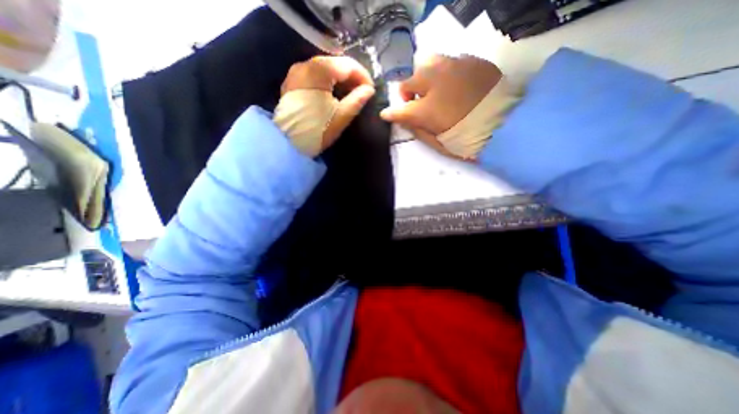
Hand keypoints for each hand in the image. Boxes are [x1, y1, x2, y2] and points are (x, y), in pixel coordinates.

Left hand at [280, 56, 376, 153]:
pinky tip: (334, 93)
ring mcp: (296, 72)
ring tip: (351, 93)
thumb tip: (369, 90)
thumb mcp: (341, 117)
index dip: (363, 75)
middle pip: (335, 64)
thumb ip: (357, 100)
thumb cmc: (317, 130)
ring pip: (325, 69)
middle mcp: (305, 64)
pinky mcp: (292, 82)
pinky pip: (314, 75)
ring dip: (340, 79)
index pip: (347, 64)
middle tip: (362, 92)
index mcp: (318, 71)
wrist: (288, 143)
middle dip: (352, 76)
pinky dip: (328, 81)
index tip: (371, 90)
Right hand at [377, 53, 505, 158]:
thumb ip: (416, 130)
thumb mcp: (437, 142)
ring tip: (435, 91)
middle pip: (410, 80)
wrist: (506, 125)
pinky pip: (449, 62)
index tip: (388, 114)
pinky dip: (445, 74)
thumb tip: (403, 120)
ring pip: (428, 64)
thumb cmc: (466, 139)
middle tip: (417, 103)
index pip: (399, 109)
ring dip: (426, 79)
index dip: (392, 113)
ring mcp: (454, 67)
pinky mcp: (472, 61)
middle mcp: (434, 82)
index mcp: (425, 109)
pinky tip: (455, 86)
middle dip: (409, 92)